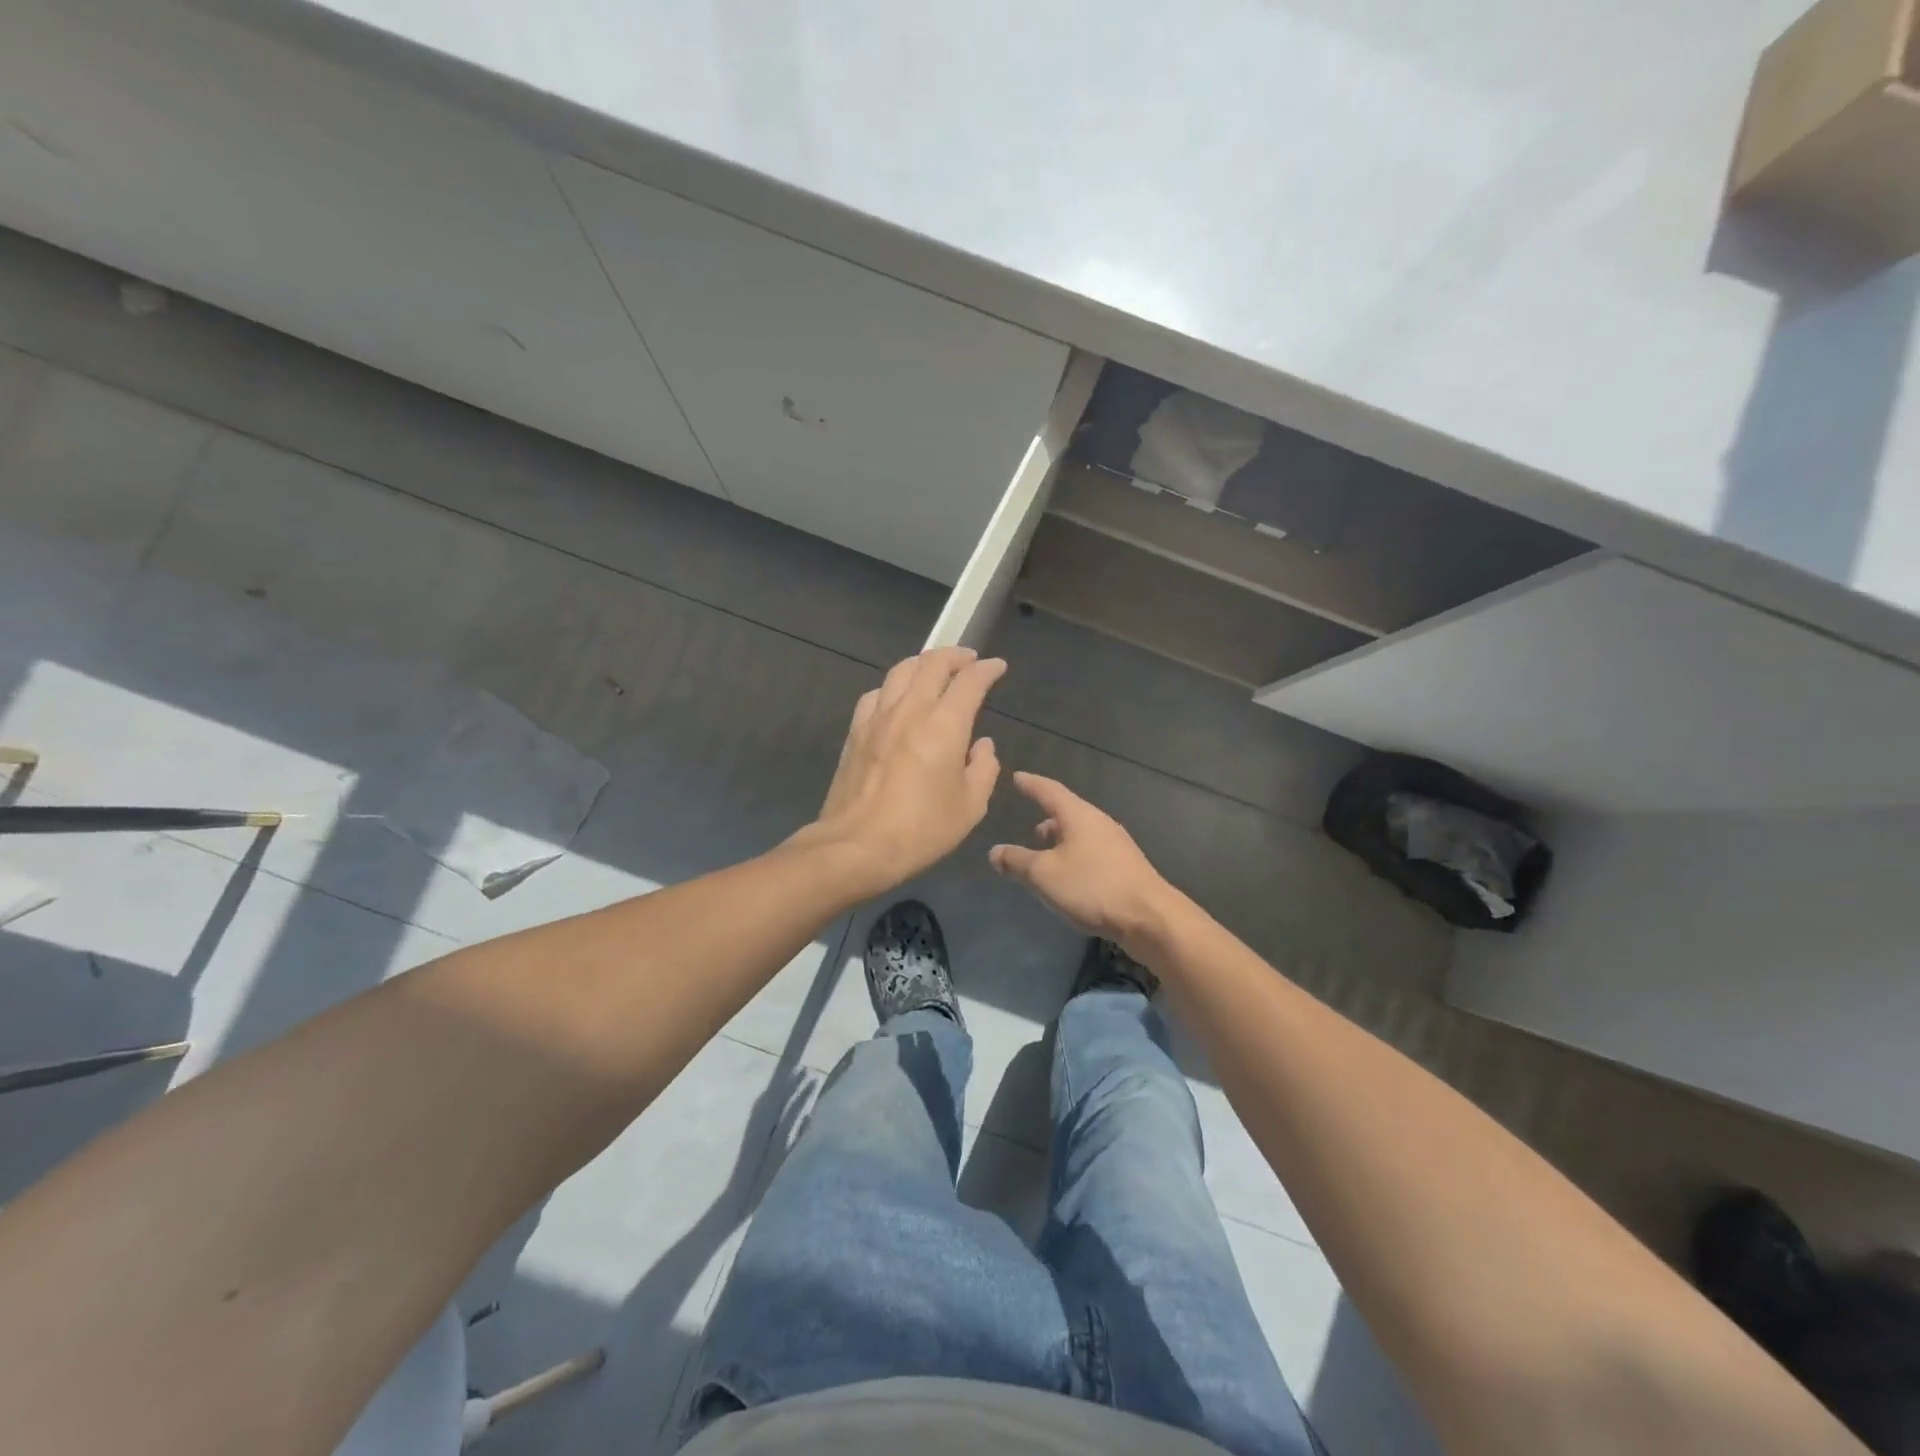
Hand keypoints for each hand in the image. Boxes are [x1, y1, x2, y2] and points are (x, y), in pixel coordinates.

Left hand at [798, 647, 1005, 894]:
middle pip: (932, 664)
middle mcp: (910, 710)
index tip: (997, 667)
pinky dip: (894, 686)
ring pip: (901, 671)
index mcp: (945, 726)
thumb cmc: (921, 830)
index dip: (986, 670)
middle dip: (955, 656)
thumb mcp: (970, 807)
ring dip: (923, 663)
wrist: (857, 845)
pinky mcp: (856, 731)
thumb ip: (983, 769)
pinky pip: (876, 693)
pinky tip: (897, 698)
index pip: (969, 682)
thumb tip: (981, 746)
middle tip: (968, 660)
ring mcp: (878, 717)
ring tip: (934, 670)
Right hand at [989, 772, 1172, 952]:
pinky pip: (1092, 851)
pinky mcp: (1125, 866)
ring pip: (1081, 833)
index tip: (1017, 777)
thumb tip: (995, 851)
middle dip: (1048, 817)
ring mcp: (1116, 844)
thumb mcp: (1043, 875)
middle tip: (1030, 826)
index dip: (1031, 784)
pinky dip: (1075, 854)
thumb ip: (1016, 861)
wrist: (1148, 917)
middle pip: (1068, 812)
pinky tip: (1070, 874)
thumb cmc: (1091, 887)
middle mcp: (1099, 822)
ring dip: (1061, 839)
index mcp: (1078, 815)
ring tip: (1047, 852)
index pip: (1049, 791)